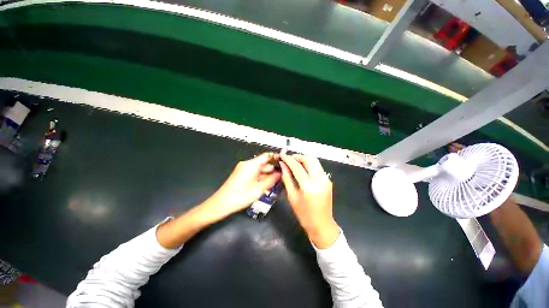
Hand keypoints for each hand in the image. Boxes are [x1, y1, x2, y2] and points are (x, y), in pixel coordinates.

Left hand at [205, 152, 281, 220]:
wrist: (221, 204)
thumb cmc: (241, 196)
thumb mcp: (259, 189)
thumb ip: (271, 180)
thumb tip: (280, 173)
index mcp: (251, 164)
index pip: (267, 156)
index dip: (276, 158)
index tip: (285, 162)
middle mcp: (247, 164)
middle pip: (263, 163)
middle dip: (273, 169)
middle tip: (283, 176)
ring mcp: (244, 169)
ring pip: (259, 169)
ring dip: (268, 174)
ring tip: (278, 181)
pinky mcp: (241, 175)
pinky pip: (254, 173)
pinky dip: (261, 177)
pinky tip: (268, 184)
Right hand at [280, 153, 338, 248]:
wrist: (322, 224)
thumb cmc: (303, 214)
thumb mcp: (292, 196)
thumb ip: (287, 178)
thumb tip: (283, 165)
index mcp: (308, 185)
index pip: (297, 166)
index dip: (288, 159)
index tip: (282, 154)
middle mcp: (319, 179)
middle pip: (309, 159)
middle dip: (298, 157)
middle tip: (289, 160)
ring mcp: (326, 179)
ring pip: (314, 161)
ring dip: (304, 159)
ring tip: (295, 163)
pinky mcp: (328, 180)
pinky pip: (318, 167)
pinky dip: (309, 165)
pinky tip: (303, 170)